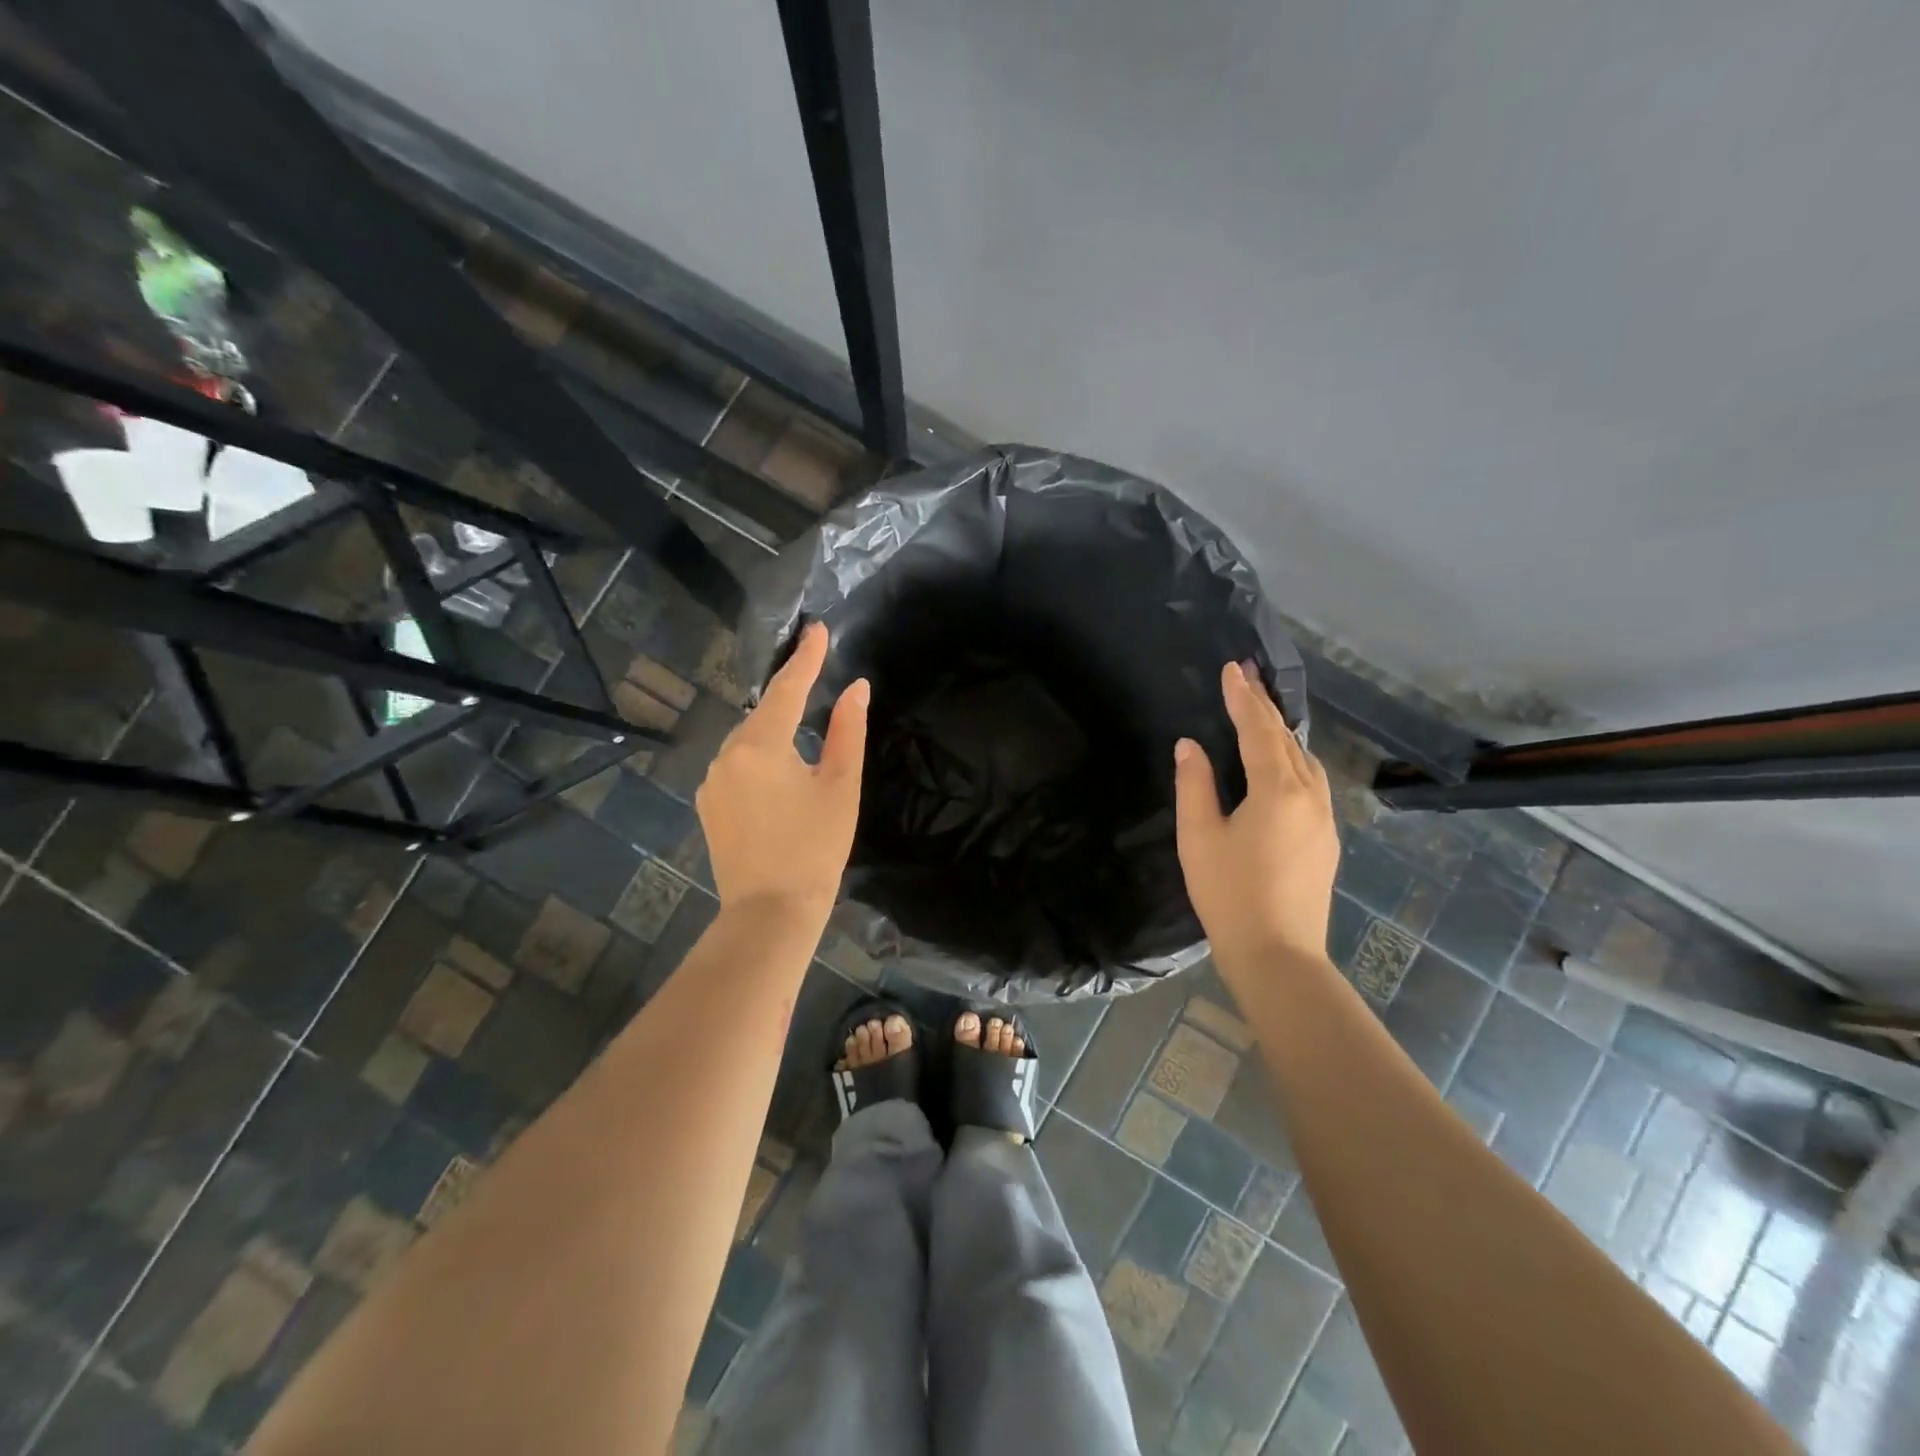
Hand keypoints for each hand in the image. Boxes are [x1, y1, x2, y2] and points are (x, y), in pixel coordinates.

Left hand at [696, 622, 867, 921]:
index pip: (787, 688)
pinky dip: (757, 758)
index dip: (806, 657)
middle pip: (763, 713)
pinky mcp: (707, 803)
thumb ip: (847, 731)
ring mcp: (711, 780)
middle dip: (789, 696)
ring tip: (800, 738)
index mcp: (761, 745)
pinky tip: (776, 776)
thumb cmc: (815, 847)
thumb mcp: (840, 786)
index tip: (818, 628)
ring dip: (773, 731)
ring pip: (748, 740)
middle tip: (814, 678)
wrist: (770, 910)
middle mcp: (727, 754)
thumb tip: (857, 688)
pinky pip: (735, 765)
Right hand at [1173, 662, 1339, 971]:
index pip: (1259, 731)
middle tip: (1247, 677)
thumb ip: (1195, 784)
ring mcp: (1324, 819)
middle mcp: (1310, 796)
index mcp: (1278, 790)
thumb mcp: (1198, 836)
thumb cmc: (1229, 893)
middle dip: (1265, 706)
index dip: (1243, 698)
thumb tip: (1190, 745)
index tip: (1232, 668)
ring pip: (1305, 761)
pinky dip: (1292, 760)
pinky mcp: (1326, 840)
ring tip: (1261, 714)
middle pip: (1287, 740)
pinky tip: (1280, 765)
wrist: (1278, 954)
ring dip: (1282, 733)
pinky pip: (1311, 782)